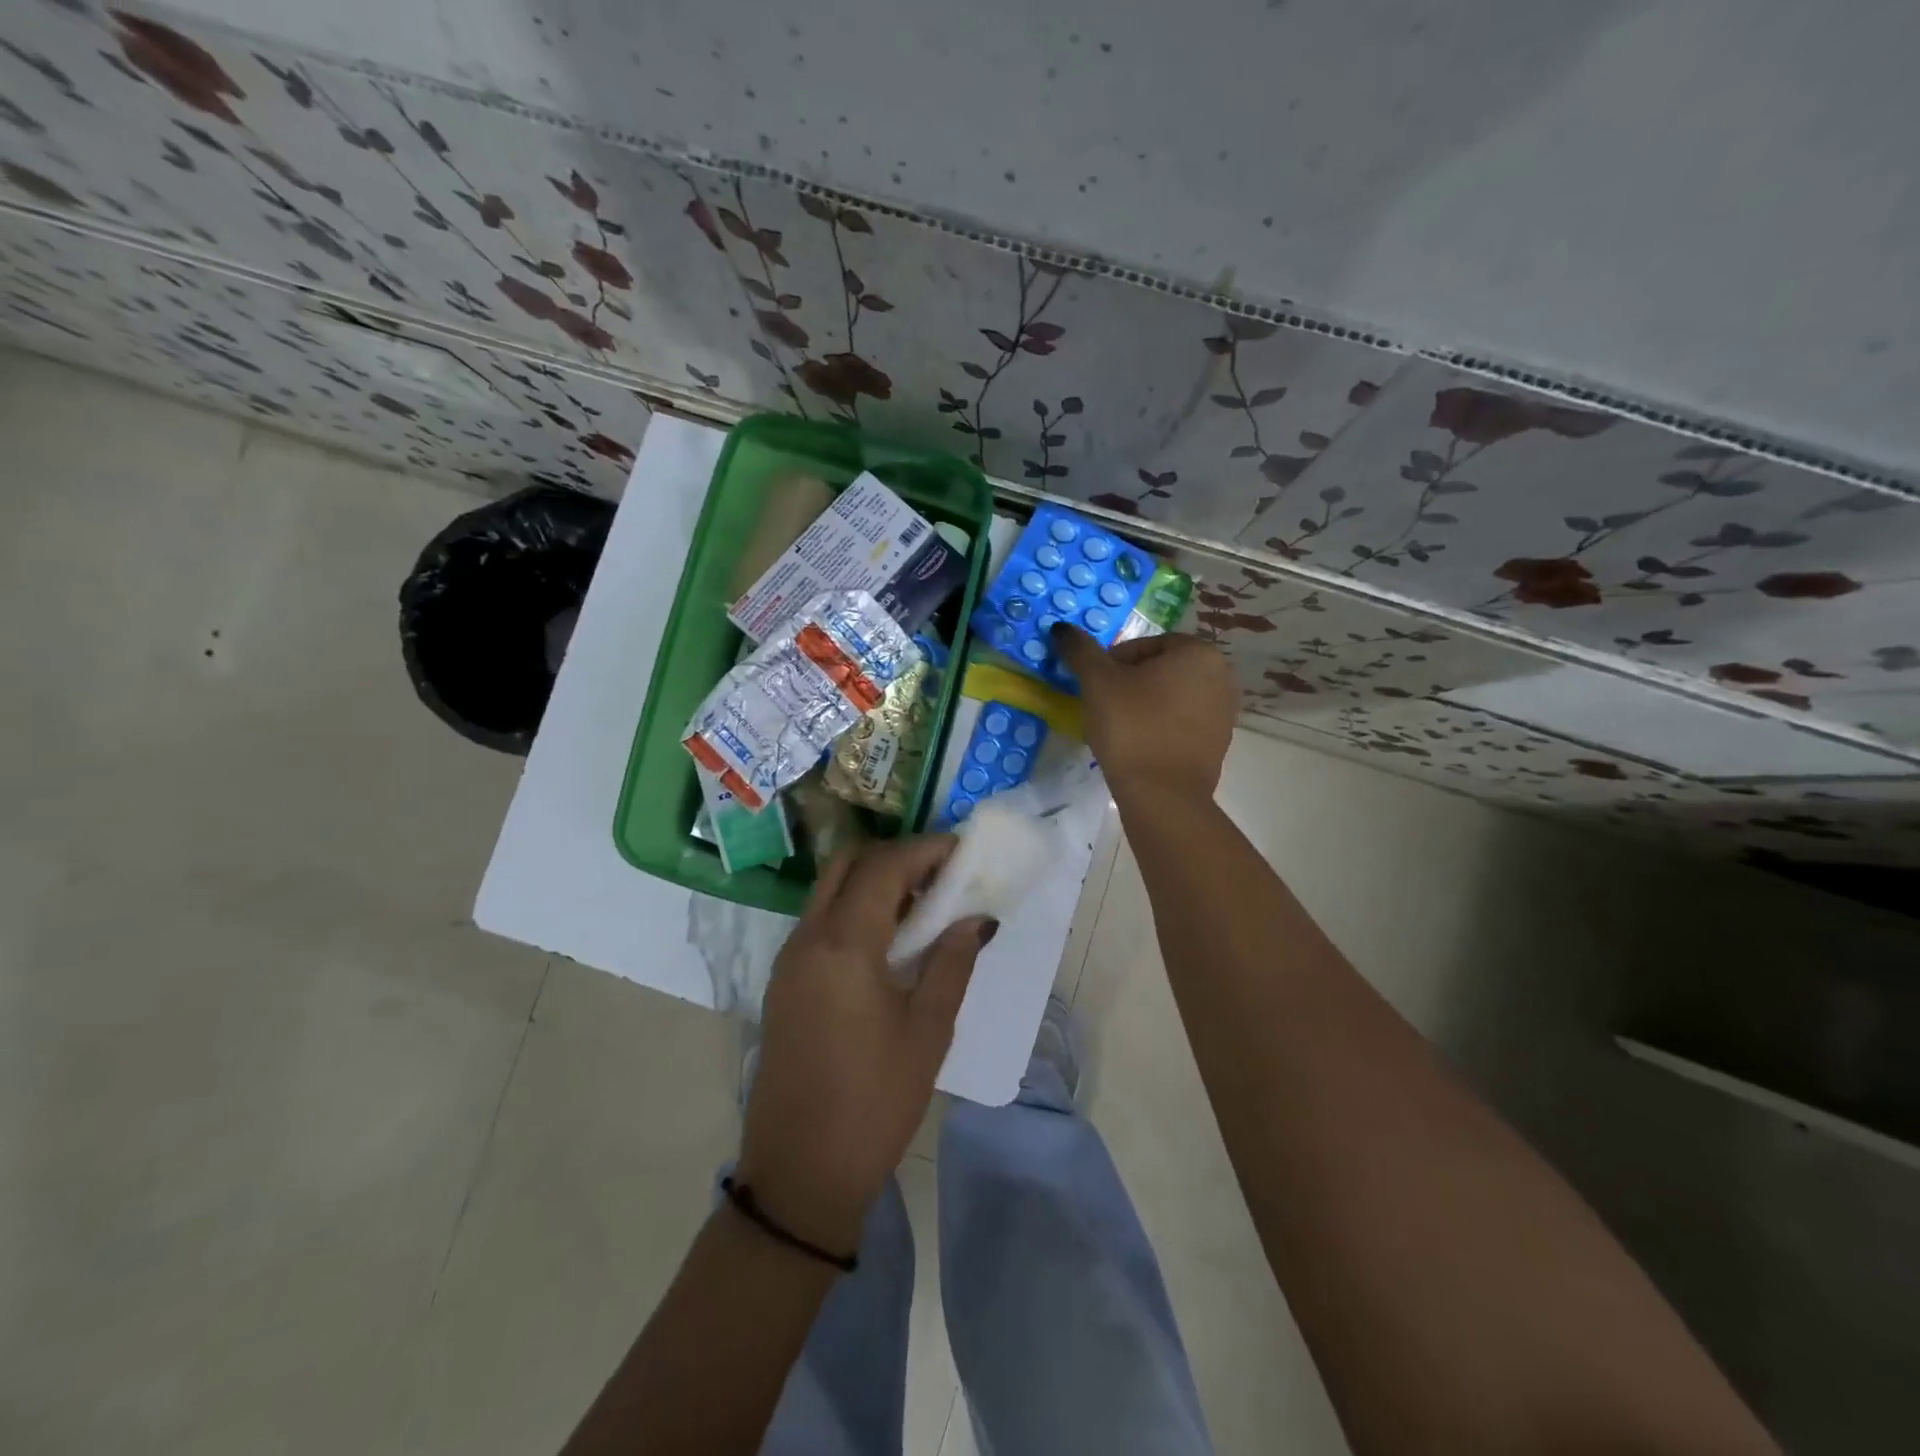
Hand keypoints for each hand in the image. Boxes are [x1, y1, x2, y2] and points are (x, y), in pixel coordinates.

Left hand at [738, 836, 994, 1251]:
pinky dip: (854, 909)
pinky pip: (820, 921)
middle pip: (847, 865)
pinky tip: (890, 939)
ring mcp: (789, 959)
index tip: (961, 850)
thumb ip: (952, 964)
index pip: (884, 868)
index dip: (924, 850)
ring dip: (873, 882)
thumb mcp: (927, 1032)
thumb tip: (976, 918)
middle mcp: (807, 939)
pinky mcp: (784, 982)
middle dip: (895, 856)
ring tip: (923, 903)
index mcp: (842, 945)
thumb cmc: (874, 1103)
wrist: (799, 1174)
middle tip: (940, 873)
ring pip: (829, 890)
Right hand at [1052, 625, 1236, 803]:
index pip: (1144, 645)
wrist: (1162, 795)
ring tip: (1118, 728)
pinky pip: (1181, 723)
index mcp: (1198, 652)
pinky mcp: (1218, 743)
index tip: (1096, 687)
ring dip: (1144, 705)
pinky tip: (1138, 745)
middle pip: (1159, 670)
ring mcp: (1224, 712)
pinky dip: (1159, 727)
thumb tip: (1062, 628)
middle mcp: (1221, 676)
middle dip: (1130, 683)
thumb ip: (1080, 650)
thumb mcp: (1098, 682)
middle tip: (1103, 706)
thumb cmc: (1131, 727)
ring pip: (1170, 697)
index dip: (1112, 663)